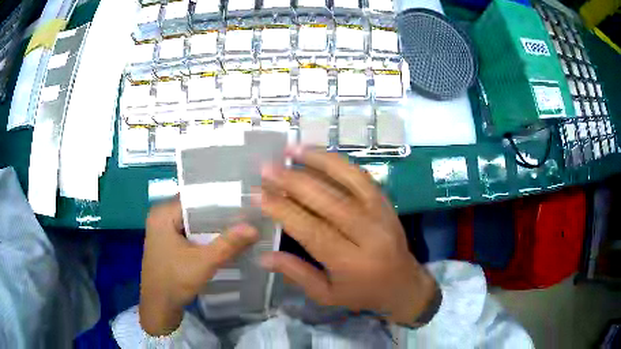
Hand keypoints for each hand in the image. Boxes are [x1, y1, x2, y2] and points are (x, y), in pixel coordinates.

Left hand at [139, 198, 258, 335]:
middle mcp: (160, 217)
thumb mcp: (204, 262)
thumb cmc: (175, 281)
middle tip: (245, 215)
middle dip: (218, 215)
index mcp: (163, 214)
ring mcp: (162, 230)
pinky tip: (222, 241)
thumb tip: (253, 227)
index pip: (195, 197)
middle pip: (194, 210)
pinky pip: (188, 233)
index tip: (243, 203)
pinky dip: (203, 236)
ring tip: (238, 226)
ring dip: (212, 227)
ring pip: (192, 222)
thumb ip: (228, 244)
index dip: (219, 200)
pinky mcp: (166, 243)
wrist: (159, 306)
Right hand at [258, 148, 436, 325]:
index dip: (284, 210)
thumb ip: (296, 273)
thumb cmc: (363, 293)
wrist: (404, 284)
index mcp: (351, 262)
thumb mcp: (327, 294)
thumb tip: (263, 256)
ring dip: (317, 161)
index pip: (312, 230)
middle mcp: (368, 233)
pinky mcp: (386, 202)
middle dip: (293, 182)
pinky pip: (361, 176)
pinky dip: (338, 162)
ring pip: (348, 179)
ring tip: (290, 149)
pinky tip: (318, 153)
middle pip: (328, 200)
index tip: (259, 195)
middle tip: (267, 169)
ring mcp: (380, 213)